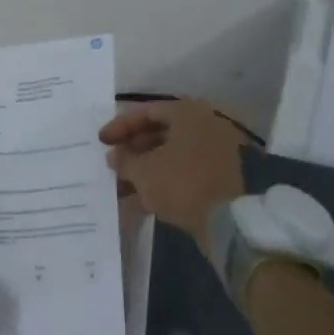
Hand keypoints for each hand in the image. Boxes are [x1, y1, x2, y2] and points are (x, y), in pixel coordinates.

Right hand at [99, 98, 248, 250]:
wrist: (231, 222)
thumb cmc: (183, 183)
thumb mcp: (145, 172)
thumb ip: (125, 160)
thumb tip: (115, 156)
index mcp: (187, 113)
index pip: (146, 112)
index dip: (120, 126)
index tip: (101, 141)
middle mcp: (204, 125)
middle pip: (159, 133)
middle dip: (133, 150)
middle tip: (112, 162)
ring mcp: (214, 152)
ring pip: (171, 156)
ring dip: (145, 169)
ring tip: (120, 185)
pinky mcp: (219, 178)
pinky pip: (183, 173)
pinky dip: (162, 183)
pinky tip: (139, 202)